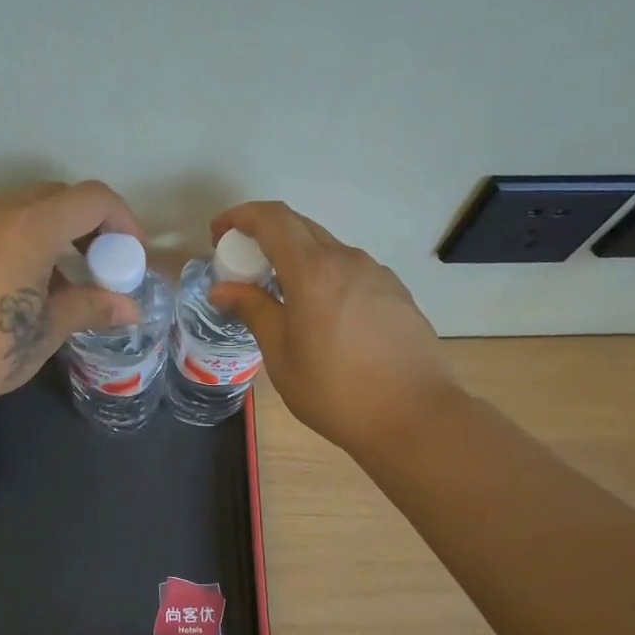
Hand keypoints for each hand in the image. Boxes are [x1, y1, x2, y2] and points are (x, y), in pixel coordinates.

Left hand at [0, 182, 145, 425]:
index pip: (92, 199)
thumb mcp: (46, 331)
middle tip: (95, 268)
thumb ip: (91, 307)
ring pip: (15, 212)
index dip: (122, 221)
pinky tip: (2, 289)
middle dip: (84, 227)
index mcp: (29, 227)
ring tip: (48, 286)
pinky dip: (7, 244)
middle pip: (54, 199)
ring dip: (44, 237)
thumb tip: (130, 309)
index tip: (128, 257)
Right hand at [209, 202, 455, 452]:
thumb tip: (222, 289)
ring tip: (280, 295)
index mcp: (313, 271)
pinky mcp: (395, 293)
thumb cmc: (336, 391)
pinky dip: (324, 276)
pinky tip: (321, 314)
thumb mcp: (282, 356)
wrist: (416, 417)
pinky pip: (350, 270)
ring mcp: (377, 274)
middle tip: (242, 265)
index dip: (241, 217)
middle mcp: (347, 260)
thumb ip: (254, 311)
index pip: (272, 219)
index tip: (219, 234)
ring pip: (327, 249)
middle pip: (300, 227)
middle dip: (264, 235)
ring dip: (296, 258)